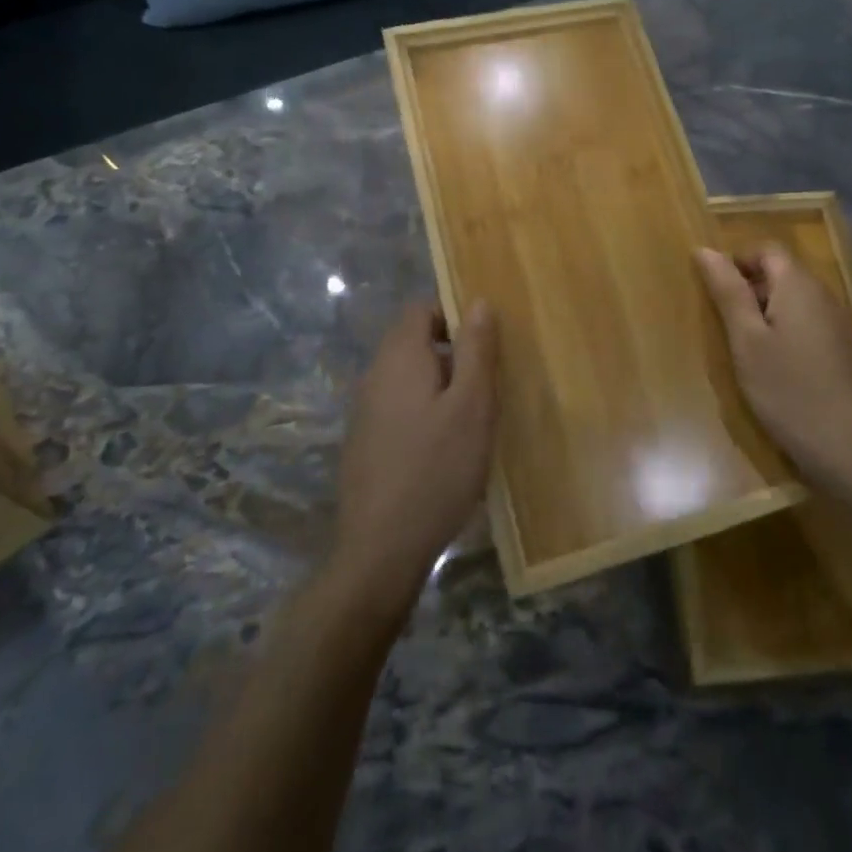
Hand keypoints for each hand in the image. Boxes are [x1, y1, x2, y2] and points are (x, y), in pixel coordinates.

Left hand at [333, 302, 498, 613]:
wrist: (381, 550)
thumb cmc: (436, 469)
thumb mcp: (472, 406)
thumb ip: (476, 350)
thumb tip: (479, 302)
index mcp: (399, 358)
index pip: (420, 309)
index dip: (453, 315)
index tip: (485, 344)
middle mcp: (374, 376)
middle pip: (413, 342)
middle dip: (452, 353)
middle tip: (487, 384)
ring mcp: (364, 411)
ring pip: (408, 377)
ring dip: (441, 385)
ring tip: (473, 418)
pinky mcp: (364, 443)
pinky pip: (399, 406)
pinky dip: (424, 410)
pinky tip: (446, 448)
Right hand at [696, 243, 851, 502]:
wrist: (850, 446)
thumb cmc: (788, 389)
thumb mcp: (746, 340)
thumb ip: (727, 292)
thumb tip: (704, 249)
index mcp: (798, 284)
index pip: (766, 248)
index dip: (737, 261)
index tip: (714, 293)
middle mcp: (822, 294)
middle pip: (781, 272)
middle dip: (749, 288)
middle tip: (724, 324)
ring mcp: (836, 322)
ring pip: (793, 300)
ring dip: (765, 313)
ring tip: (744, 348)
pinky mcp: (842, 349)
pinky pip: (806, 323)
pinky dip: (783, 332)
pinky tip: (773, 367)